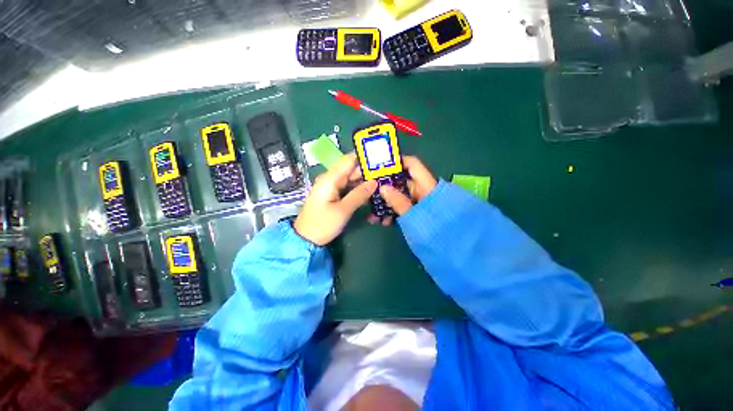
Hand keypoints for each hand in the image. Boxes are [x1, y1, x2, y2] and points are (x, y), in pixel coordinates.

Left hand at [294, 154, 377, 245]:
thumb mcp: (343, 211)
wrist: (305, 239)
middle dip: (368, 173)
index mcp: (330, 178)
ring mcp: (332, 187)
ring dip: (365, 183)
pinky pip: (348, 188)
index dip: (365, 160)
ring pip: (351, 179)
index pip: (349, 160)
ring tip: (382, 186)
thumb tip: (375, 181)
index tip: (381, 163)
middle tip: (386, 178)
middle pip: (352, 170)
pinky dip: (359, 190)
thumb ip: (359, 195)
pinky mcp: (333, 195)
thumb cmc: (322, 224)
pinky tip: (370, 195)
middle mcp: (331, 179)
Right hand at [368, 156, 437, 222]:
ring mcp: (419, 201)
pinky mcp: (416, 211)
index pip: (412, 165)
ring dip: (386, 204)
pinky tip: (383, 222)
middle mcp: (422, 190)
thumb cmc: (435, 229)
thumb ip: (399, 201)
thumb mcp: (414, 215)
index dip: (397, 162)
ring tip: (373, 217)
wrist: (452, 247)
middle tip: (369, 195)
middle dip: (384, 189)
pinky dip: (393, 212)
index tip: (379, 166)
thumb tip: (382, 187)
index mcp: (426, 186)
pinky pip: (402, 207)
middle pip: (401, 182)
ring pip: (399, 196)